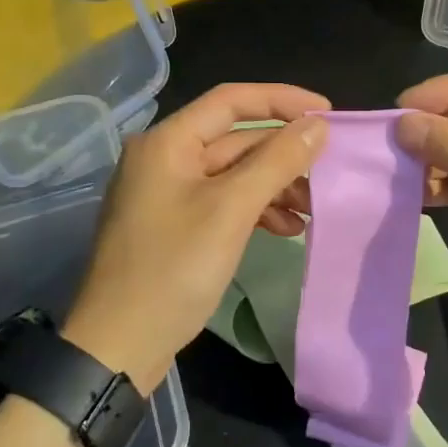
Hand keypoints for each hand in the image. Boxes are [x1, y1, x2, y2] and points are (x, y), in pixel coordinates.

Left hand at [65, 83, 329, 390]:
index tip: (327, 113)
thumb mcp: (231, 210)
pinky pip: (223, 202)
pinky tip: (286, 229)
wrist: (119, 346)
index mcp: (167, 142)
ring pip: (232, 174)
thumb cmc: (173, 269)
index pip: (232, 101)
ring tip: (312, 208)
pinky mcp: (175, 226)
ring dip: (274, 186)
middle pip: (234, 139)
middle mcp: (164, 158)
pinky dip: (255, 210)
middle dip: (283, 154)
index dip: (283, 100)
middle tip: (328, 170)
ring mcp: (167, 194)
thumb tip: (318, 125)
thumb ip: (277, 162)